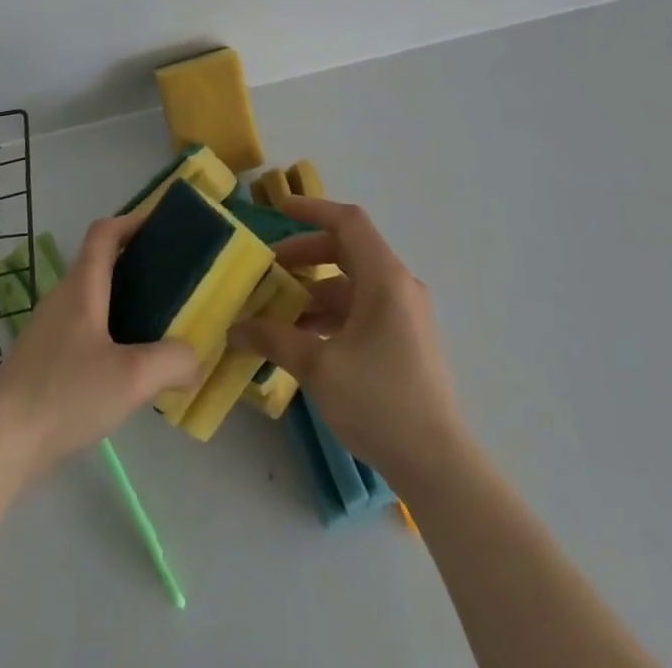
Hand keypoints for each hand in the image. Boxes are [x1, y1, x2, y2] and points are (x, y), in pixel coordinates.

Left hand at [0, 213, 200, 478]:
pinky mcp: (41, 359)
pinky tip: (124, 367)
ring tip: (156, 325)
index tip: (164, 228)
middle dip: (136, 264)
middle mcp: (62, 298)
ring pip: (91, 299)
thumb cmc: (65, 394)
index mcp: (82, 286)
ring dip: (122, 301)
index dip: (133, 221)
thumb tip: (194, 359)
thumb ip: (172, 362)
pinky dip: (107, 331)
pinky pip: (81, 329)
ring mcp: (47, 329)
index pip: (104, 232)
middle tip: (172, 281)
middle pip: (100, 263)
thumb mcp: (132, 378)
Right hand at [229, 197, 468, 492]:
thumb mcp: (318, 366)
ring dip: (316, 290)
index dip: (313, 209)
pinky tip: (305, 339)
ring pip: (354, 284)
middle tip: (270, 269)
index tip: (279, 209)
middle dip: (306, 255)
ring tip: (278, 310)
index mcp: (385, 278)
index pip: (348, 222)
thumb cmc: (378, 401)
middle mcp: (399, 286)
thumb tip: (235, 327)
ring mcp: (406, 314)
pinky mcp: (406, 340)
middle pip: (349, 251)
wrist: (436, 464)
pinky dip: (333, 314)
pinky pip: (364, 309)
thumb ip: (274, 339)